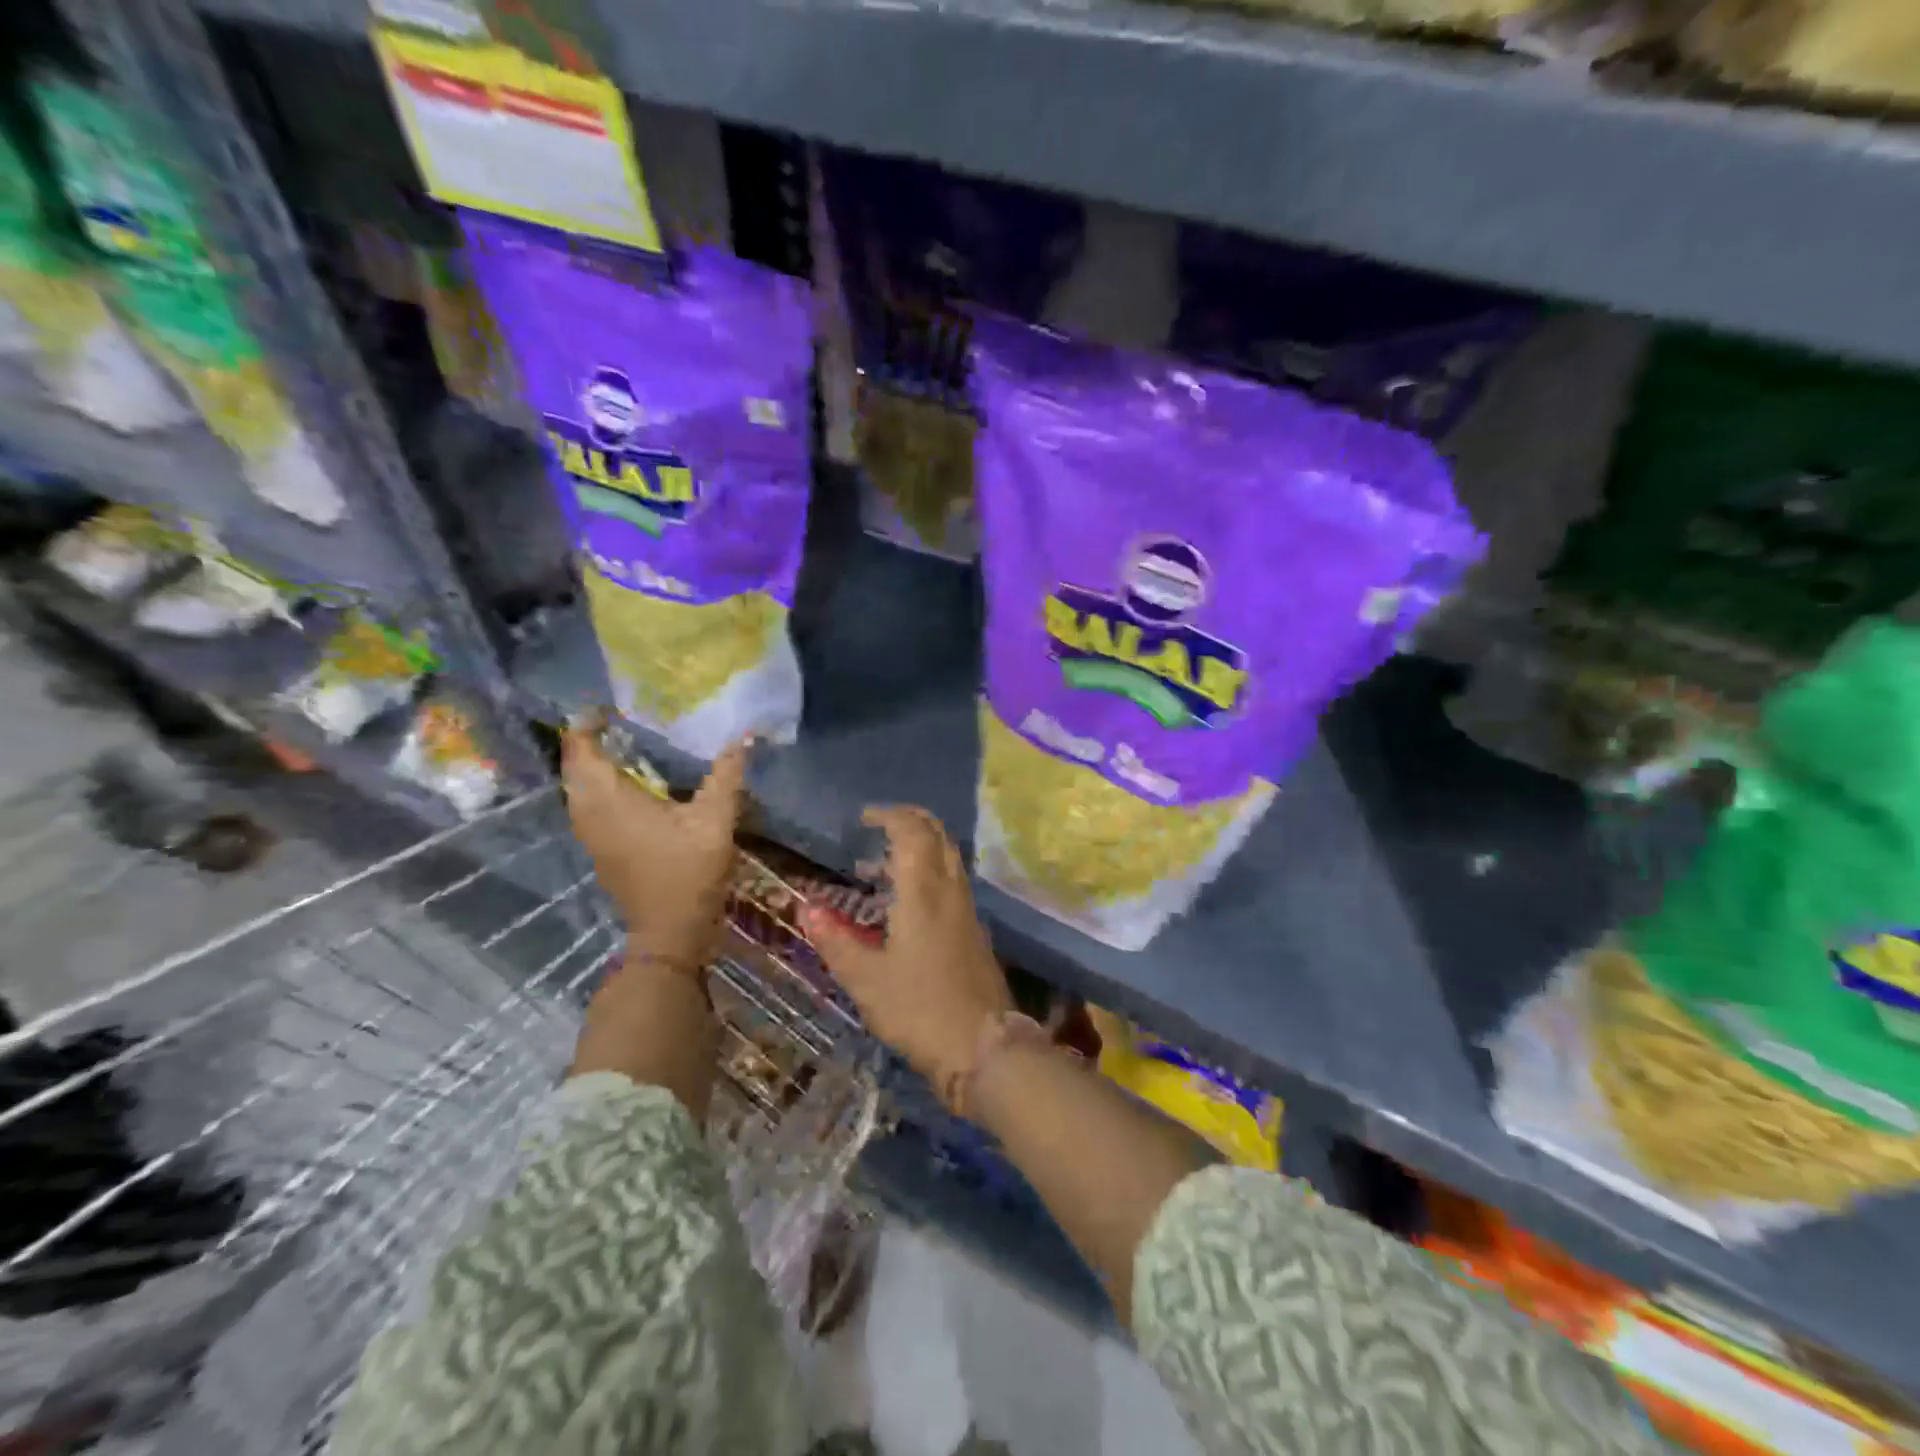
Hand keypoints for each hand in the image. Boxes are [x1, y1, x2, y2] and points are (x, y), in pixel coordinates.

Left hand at [562, 719, 747, 972]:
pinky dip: (599, 785)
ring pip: (578, 787)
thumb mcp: (715, 819)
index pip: (580, 749)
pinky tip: (630, 783)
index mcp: (609, 799)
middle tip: (618, 720)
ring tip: (623, 745)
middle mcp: (589, 812)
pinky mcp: (599, 848)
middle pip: (574, 766)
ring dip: (592, 763)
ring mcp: (590, 833)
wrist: (670, 931)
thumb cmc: (688, 872)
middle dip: (588, 739)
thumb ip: (727, 774)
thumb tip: (745, 736)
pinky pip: (587, 804)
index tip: (609, 706)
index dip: (587, 723)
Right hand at [803, 806, 1011, 1087]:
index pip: (912, 832)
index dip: (890, 816)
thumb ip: (835, 941)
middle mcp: (950, 891)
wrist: (984, 1047)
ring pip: (949, 858)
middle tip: (880, 826)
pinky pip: (953, 882)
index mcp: (923, 892)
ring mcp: (968, 910)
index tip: (865, 818)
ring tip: (885, 866)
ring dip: (922, 847)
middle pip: (938, 835)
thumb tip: (805, 908)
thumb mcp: (866, 979)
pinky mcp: (976, 932)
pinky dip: (931, 872)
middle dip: (911, 821)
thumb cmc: (919, 1009)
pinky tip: (908, 901)